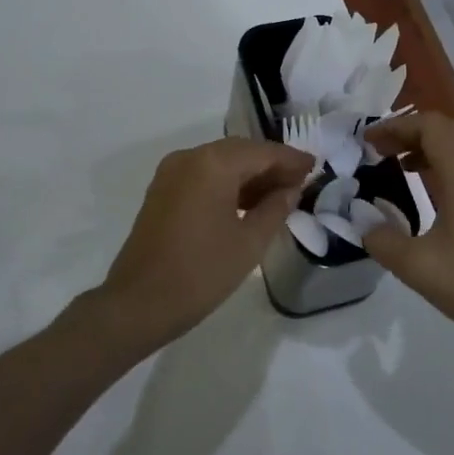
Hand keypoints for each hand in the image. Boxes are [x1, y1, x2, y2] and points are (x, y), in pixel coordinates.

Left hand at [92, 136, 311, 348]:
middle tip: (300, 182)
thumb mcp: (249, 243)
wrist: (138, 302)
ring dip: (249, 175)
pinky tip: (247, 203)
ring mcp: (171, 172)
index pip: (262, 152)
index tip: (315, 167)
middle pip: (240, 152)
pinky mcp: (162, 190)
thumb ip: (275, 208)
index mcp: (213, 163)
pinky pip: (203, 175)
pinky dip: (227, 184)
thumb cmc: (201, 272)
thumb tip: (291, 188)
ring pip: (220, 162)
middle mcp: (190, 157)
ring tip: (279, 195)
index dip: (291, 159)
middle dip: (271, 165)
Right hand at [362, 112, 453, 361]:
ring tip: (399, 164)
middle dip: (410, 131)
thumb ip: (381, 239)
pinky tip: (430, 190)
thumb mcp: (417, 266)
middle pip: (447, 129)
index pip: (429, 126)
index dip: (395, 126)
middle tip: (380, 149)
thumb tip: (362, 221)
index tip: (367, 142)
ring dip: (429, 146)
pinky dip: (445, 163)